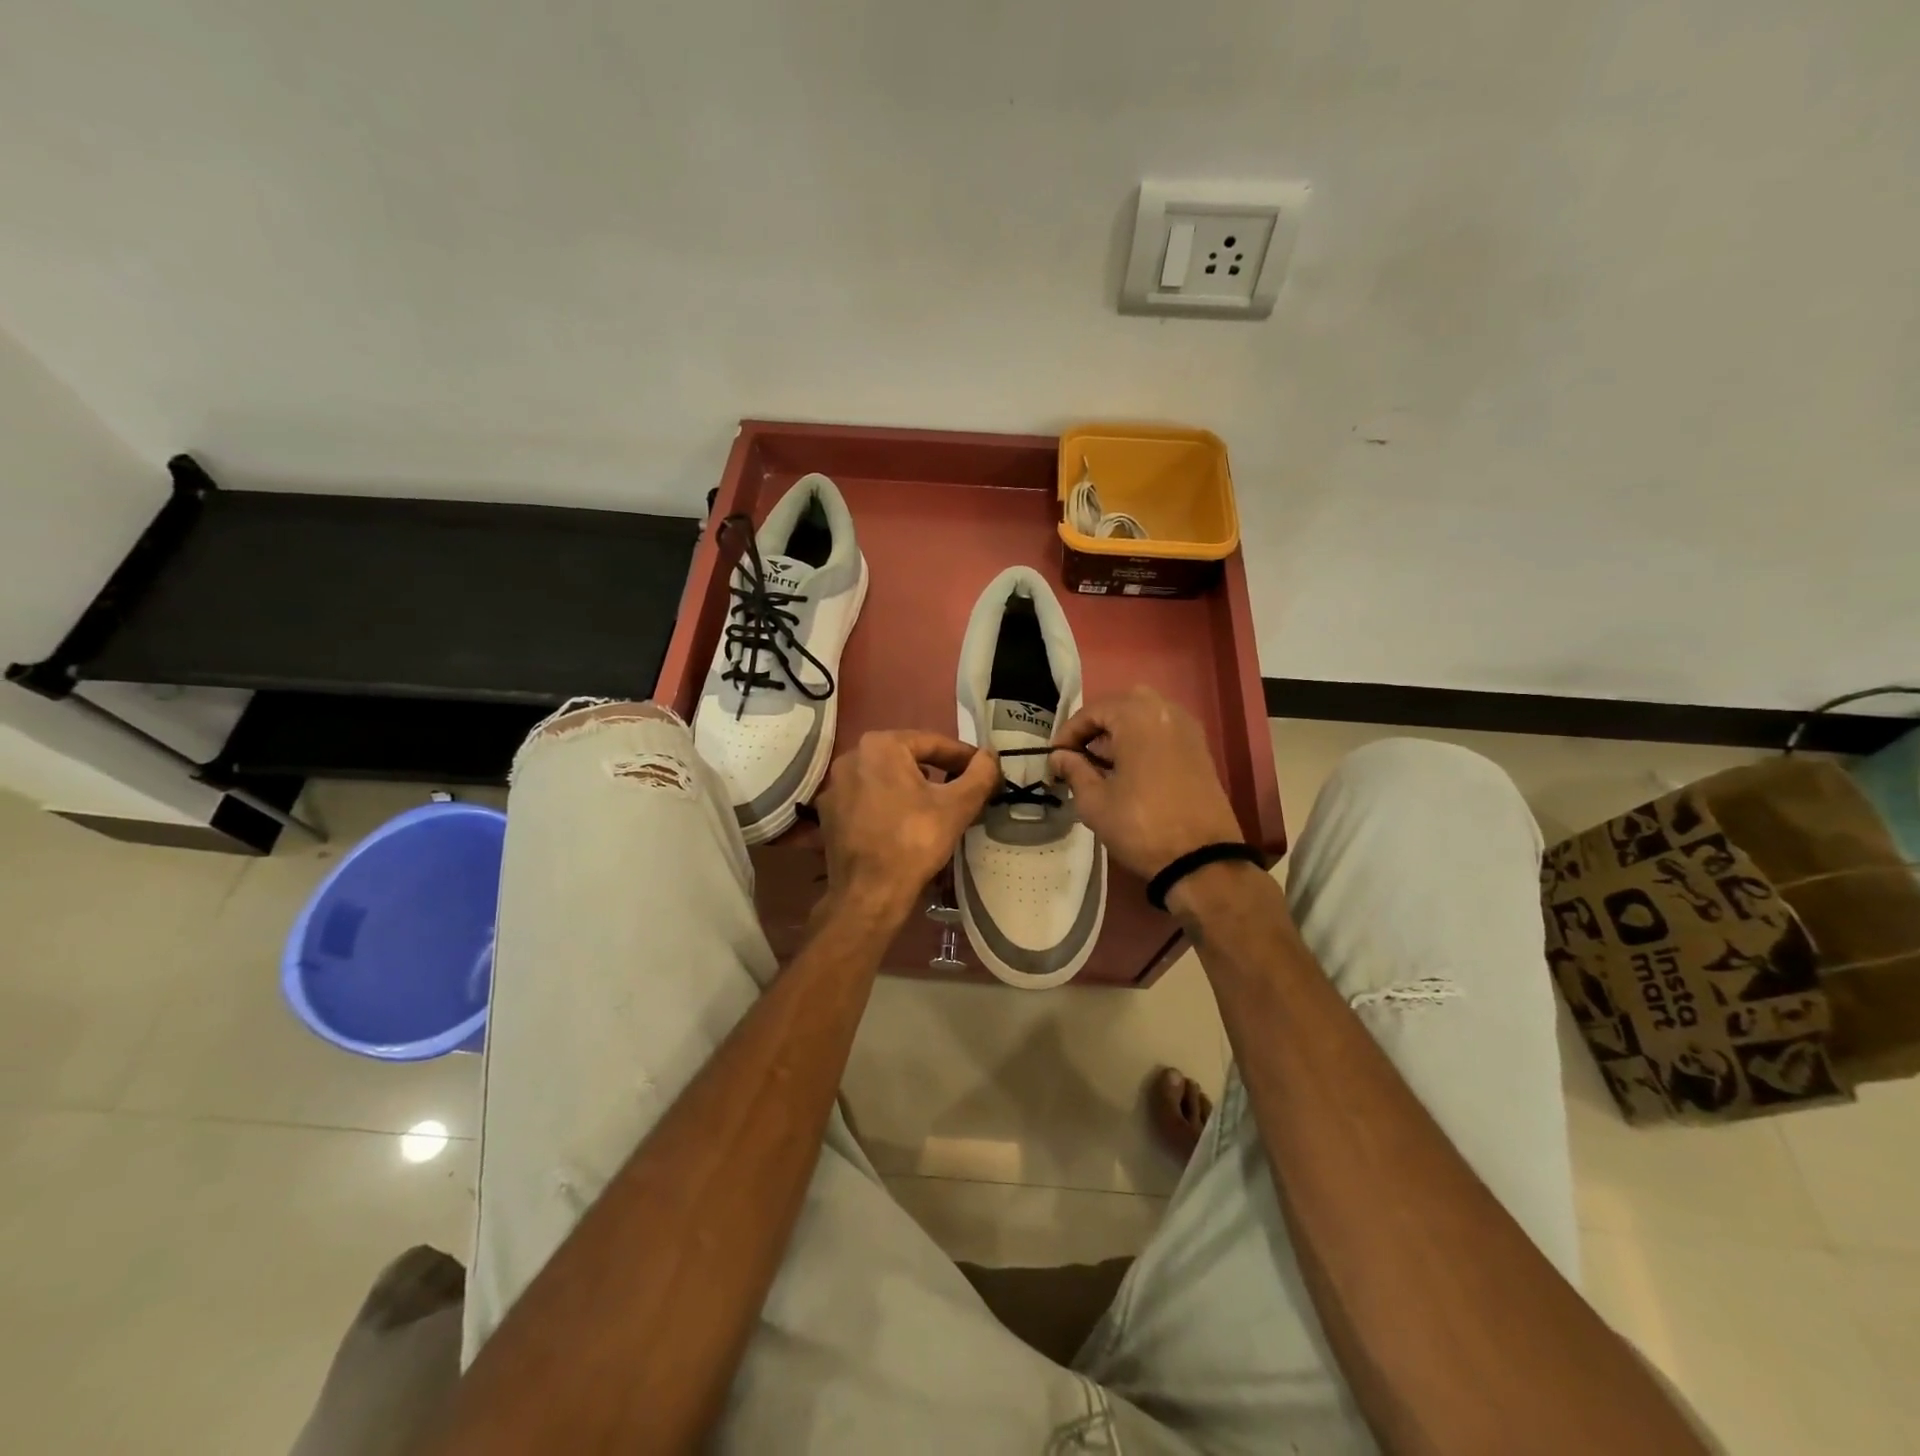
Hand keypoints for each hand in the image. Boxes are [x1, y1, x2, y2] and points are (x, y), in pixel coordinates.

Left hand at [814, 731, 999, 922]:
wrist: (869, 893)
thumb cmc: (915, 841)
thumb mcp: (958, 805)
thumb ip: (980, 774)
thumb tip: (990, 755)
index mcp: (880, 745)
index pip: (932, 742)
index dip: (963, 756)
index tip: (983, 770)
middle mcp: (851, 757)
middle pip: (906, 757)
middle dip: (937, 770)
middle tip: (963, 787)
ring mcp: (834, 786)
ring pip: (884, 778)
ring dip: (912, 786)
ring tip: (935, 805)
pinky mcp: (828, 814)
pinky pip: (866, 799)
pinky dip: (887, 804)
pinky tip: (904, 823)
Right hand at [1051, 687, 1243, 880]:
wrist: (1201, 859)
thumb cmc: (1140, 826)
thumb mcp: (1095, 801)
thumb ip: (1074, 770)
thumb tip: (1060, 757)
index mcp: (1137, 717)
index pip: (1093, 711)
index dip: (1068, 733)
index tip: (1055, 757)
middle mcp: (1166, 711)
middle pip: (1122, 705)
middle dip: (1097, 726)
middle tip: (1079, 754)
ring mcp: (1188, 730)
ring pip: (1145, 715)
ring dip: (1121, 731)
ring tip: (1103, 763)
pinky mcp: (1201, 750)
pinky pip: (1164, 731)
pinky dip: (1143, 740)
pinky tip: (1130, 769)